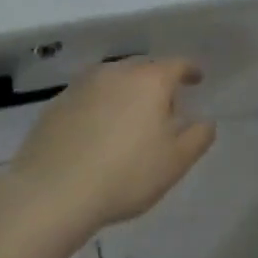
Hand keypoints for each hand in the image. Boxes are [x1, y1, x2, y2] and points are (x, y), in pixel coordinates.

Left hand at [7, 57, 216, 234]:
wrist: (51, 193)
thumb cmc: (124, 175)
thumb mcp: (175, 162)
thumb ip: (198, 137)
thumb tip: (205, 121)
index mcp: (150, 80)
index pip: (177, 64)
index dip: (190, 70)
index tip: (197, 79)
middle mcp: (116, 72)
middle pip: (144, 69)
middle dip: (157, 82)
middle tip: (164, 106)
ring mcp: (82, 85)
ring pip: (114, 80)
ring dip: (126, 93)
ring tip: (130, 118)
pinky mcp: (56, 104)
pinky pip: (89, 97)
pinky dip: (100, 107)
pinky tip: (97, 132)